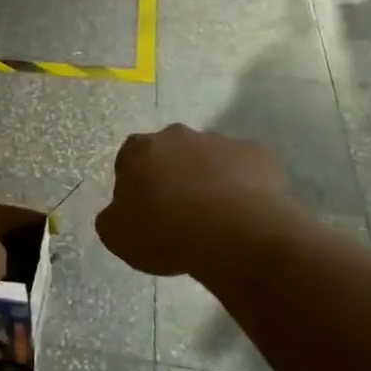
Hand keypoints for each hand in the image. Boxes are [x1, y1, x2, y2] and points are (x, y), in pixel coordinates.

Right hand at [96, 124, 300, 276]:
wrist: (234, 235)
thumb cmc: (165, 233)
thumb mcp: (116, 235)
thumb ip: (112, 217)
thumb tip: (121, 212)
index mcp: (138, 150)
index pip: (129, 161)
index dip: (137, 187)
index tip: (145, 212)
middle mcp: (176, 135)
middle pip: (171, 154)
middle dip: (174, 176)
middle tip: (180, 213)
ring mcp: (220, 141)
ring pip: (209, 159)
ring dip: (209, 179)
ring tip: (216, 218)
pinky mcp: (257, 154)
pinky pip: (245, 169)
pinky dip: (243, 186)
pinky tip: (244, 214)